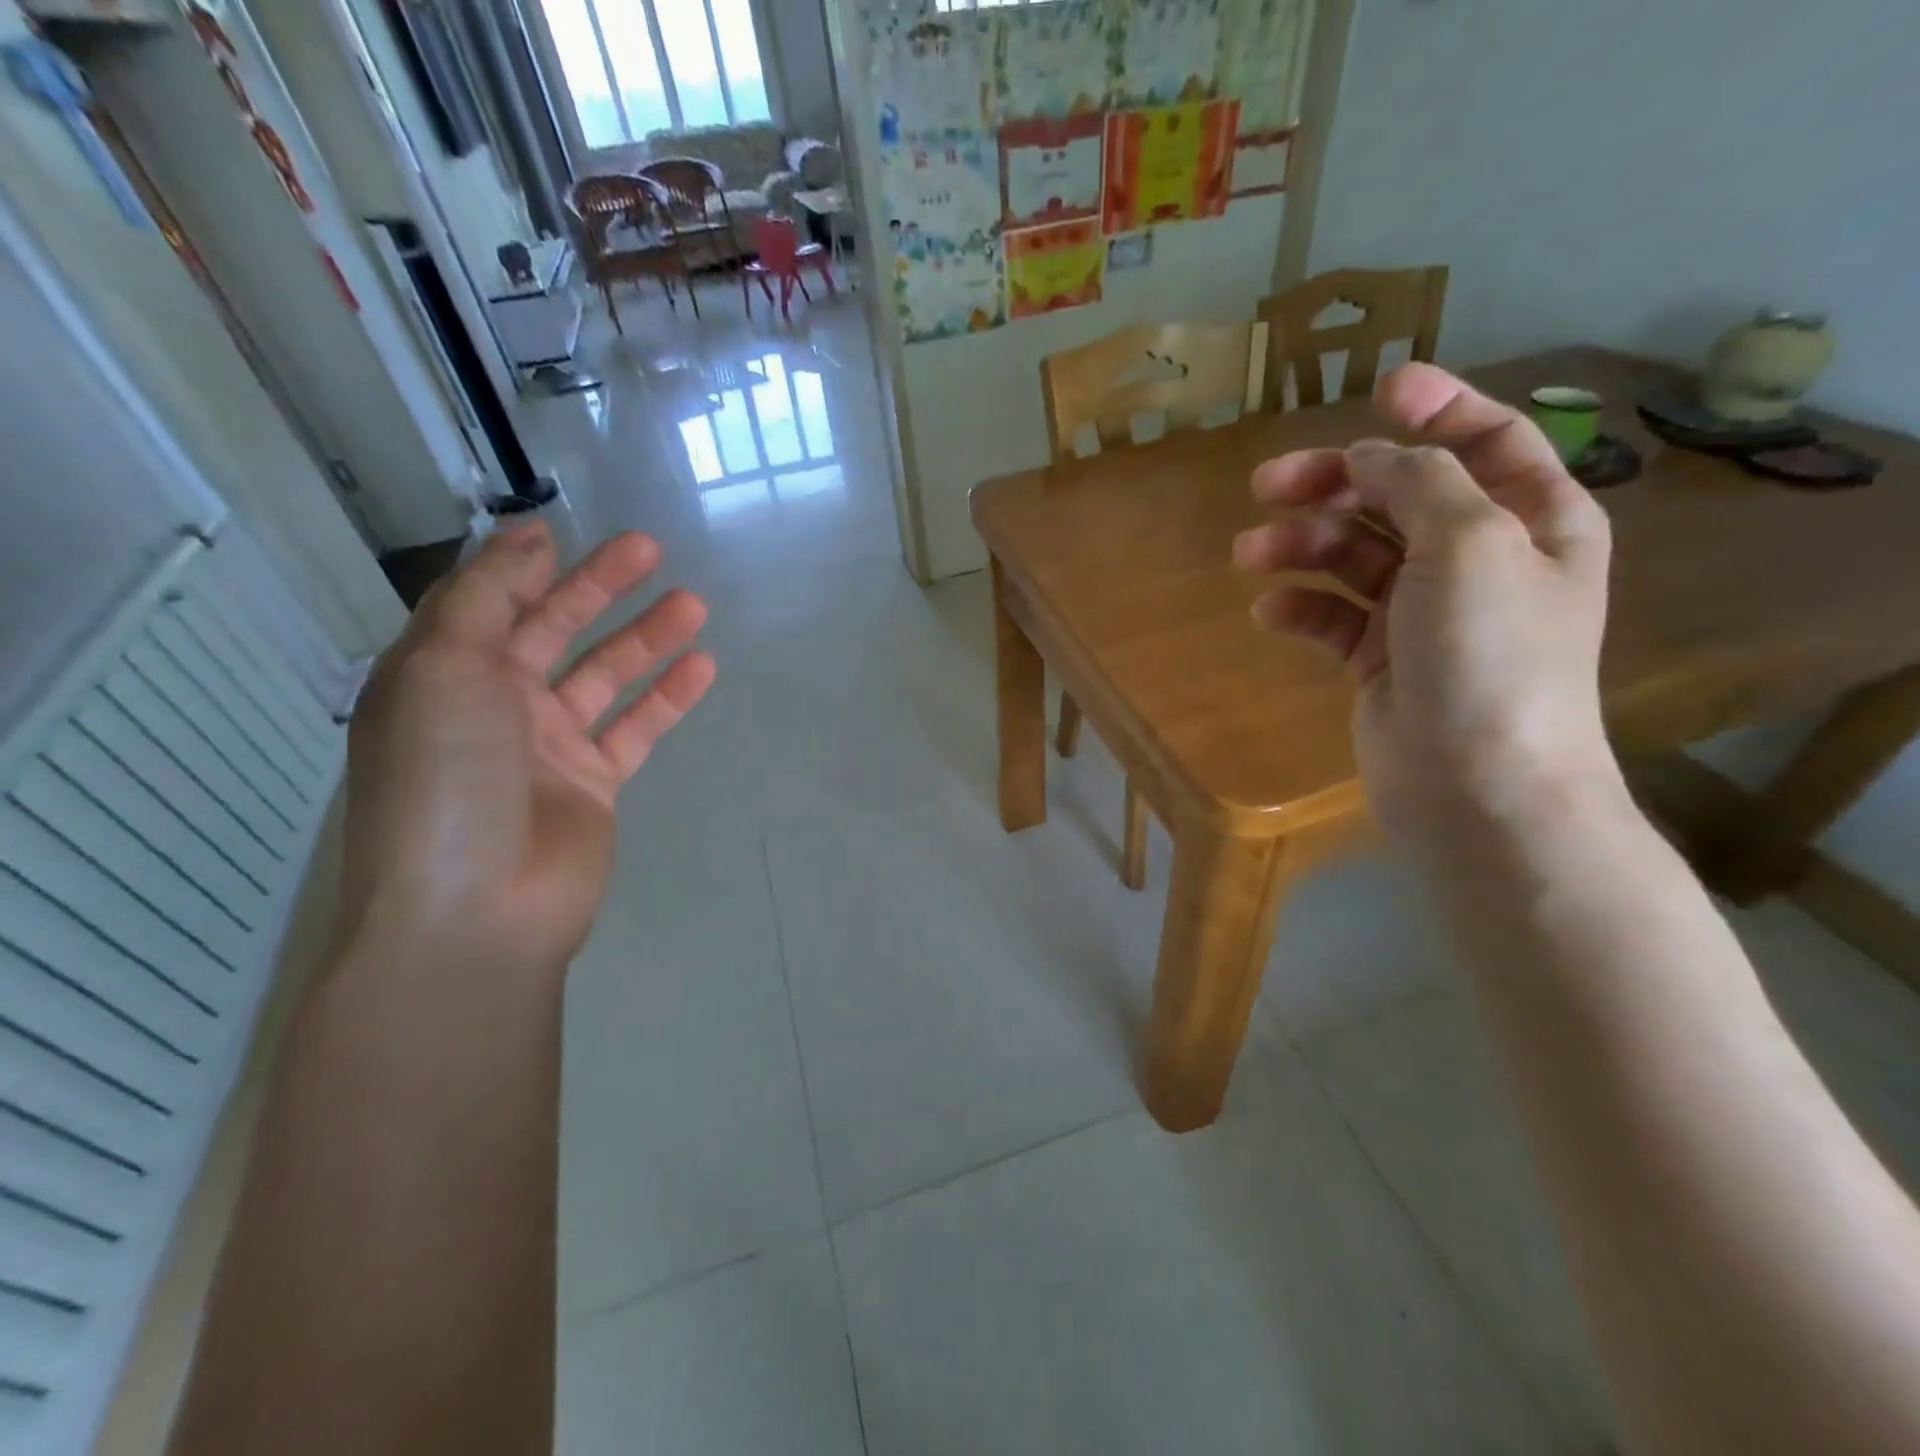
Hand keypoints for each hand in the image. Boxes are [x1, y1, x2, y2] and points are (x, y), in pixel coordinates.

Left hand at [336, 523, 714, 976]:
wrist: (477, 909)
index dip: (523, 565)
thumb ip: (485, 597)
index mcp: (442, 675)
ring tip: (694, 604)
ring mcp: (549, 747)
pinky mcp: (594, 783)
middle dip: (599, 587)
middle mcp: (494, 705)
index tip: (566, 528)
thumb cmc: (446, 780)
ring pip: (606, 675)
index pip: (486, 603)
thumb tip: (527, 537)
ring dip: (646, 637)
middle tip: (651, 549)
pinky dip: (668, 696)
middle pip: (554, 629)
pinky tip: (703, 667)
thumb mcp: (443, 670)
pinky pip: (637, 727)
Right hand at [1232, 363, 1615, 844]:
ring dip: (1300, 547)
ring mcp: (1424, 613)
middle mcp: (1478, 560)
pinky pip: (1332, 616)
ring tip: (1248, 553)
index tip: (1379, 389)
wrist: (1476, 787)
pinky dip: (1299, 608)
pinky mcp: (1378, 659)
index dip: (1440, 408)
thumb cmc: (1490, 656)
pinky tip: (1268, 612)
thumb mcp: (1470, 544)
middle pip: (1399, 497)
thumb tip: (1367, 454)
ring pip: (1353, 557)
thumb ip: (1419, 482)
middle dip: (1334, 483)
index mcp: (1531, 521)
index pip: (1489, 441)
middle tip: (1266, 482)